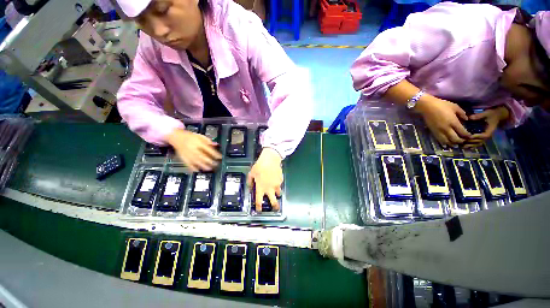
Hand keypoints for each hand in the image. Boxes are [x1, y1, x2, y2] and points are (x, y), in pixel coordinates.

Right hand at [166, 128, 221, 171]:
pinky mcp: (183, 158)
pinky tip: (198, 170)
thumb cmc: (190, 137)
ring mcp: (187, 154)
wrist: (176, 137)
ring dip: (203, 166)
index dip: (215, 154)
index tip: (220, 157)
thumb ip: (208, 141)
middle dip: (210, 161)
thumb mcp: (200, 136)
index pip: (208, 149)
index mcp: (198, 143)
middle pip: (202, 156)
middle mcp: (193, 149)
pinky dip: (193, 168)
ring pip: (196, 161)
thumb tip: (216, 144)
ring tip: (209, 168)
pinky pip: (188, 164)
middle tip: (216, 164)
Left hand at [247, 148, 282, 211]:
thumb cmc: (259, 166)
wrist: (270, 159)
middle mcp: (269, 189)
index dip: (259, 207)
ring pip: (278, 193)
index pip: (259, 201)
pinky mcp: (281, 180)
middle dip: (275, 206)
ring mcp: (276, 185)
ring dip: (277, 194)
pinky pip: (280, 184)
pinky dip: (278, 183)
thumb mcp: (251, 173)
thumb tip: (250, 187)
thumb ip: (250, 182)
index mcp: (261, 188)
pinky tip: (275, 178)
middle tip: (276, 208)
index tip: (259, 210)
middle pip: (273, 201)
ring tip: (276, 192)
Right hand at [416, 97, 471, 145]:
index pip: (463, 132)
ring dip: (452, 143)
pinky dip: (444, 143)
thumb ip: (462, 113)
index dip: (467, 136)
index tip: (470, 136)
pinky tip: (447, 143)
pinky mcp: (433, 132)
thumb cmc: (442, 105)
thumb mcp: (455, 106)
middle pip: (455, 139)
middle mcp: (446, 129)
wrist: (427, 107)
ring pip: (447, 141)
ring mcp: (439, 131)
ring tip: (456, 143)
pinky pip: (439, 140)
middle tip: (464, 141)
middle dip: (461, 141)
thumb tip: (466, 119)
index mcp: (453, 122)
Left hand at [463, 106, 509, 147]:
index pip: (484, 135)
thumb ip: (479, 116)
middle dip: (471, 142)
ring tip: (461, 145)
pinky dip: (471, 145)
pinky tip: (463, 146)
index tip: (469, 136)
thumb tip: (469, 117)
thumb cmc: (491, 114)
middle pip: (479, 141)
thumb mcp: (486, 113)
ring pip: (477, 144)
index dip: (477, 136)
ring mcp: (485, 137)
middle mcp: (487, 135)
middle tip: (461, 141)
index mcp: (490, 130)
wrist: (497, 115)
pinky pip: (477, 144)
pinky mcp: (482, 138)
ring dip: (470, 145)